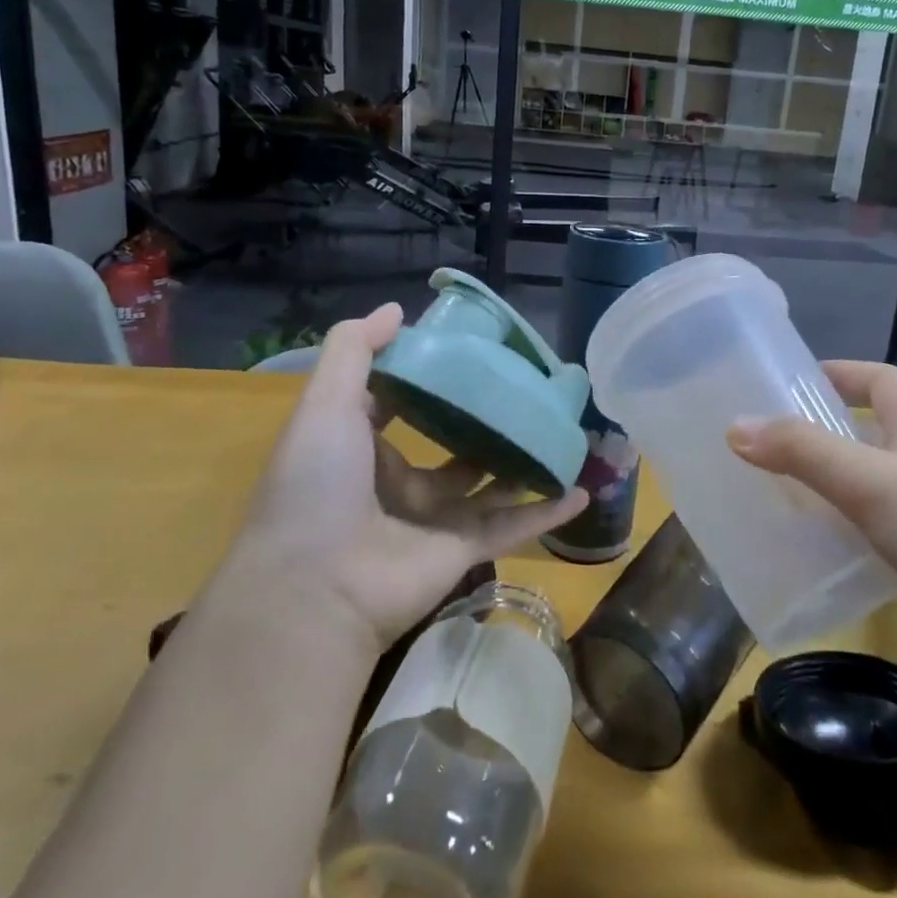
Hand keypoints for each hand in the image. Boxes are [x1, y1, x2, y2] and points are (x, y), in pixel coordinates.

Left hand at [229, 304, 585, 649]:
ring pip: (489, 486)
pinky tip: (581, 491)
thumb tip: (397, 310)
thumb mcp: (325, 404)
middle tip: (528, 391)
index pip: (400, 404)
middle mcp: (398, 483)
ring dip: (523, 464)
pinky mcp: (462, 551)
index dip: (430, 379)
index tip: (470, 352)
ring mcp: (433, 520)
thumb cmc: (317, 484)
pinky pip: (512, 526)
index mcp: (363, 448)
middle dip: (487, 422)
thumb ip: (354, 351)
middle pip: (454, 446)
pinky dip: (546, 512)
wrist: (316, 587)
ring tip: (561, 433)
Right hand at [727, 361, 896, 681]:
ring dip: (845, 486)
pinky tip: (840, 555)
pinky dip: (866, 531)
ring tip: (794, 502)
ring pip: (887, 483)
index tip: (791, 384)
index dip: (837, 372)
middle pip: (879, 430)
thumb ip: (801, 452)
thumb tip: (735, 426)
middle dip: (830, 434)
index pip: (878, 377)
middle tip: (777, 451)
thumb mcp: (869, 482)